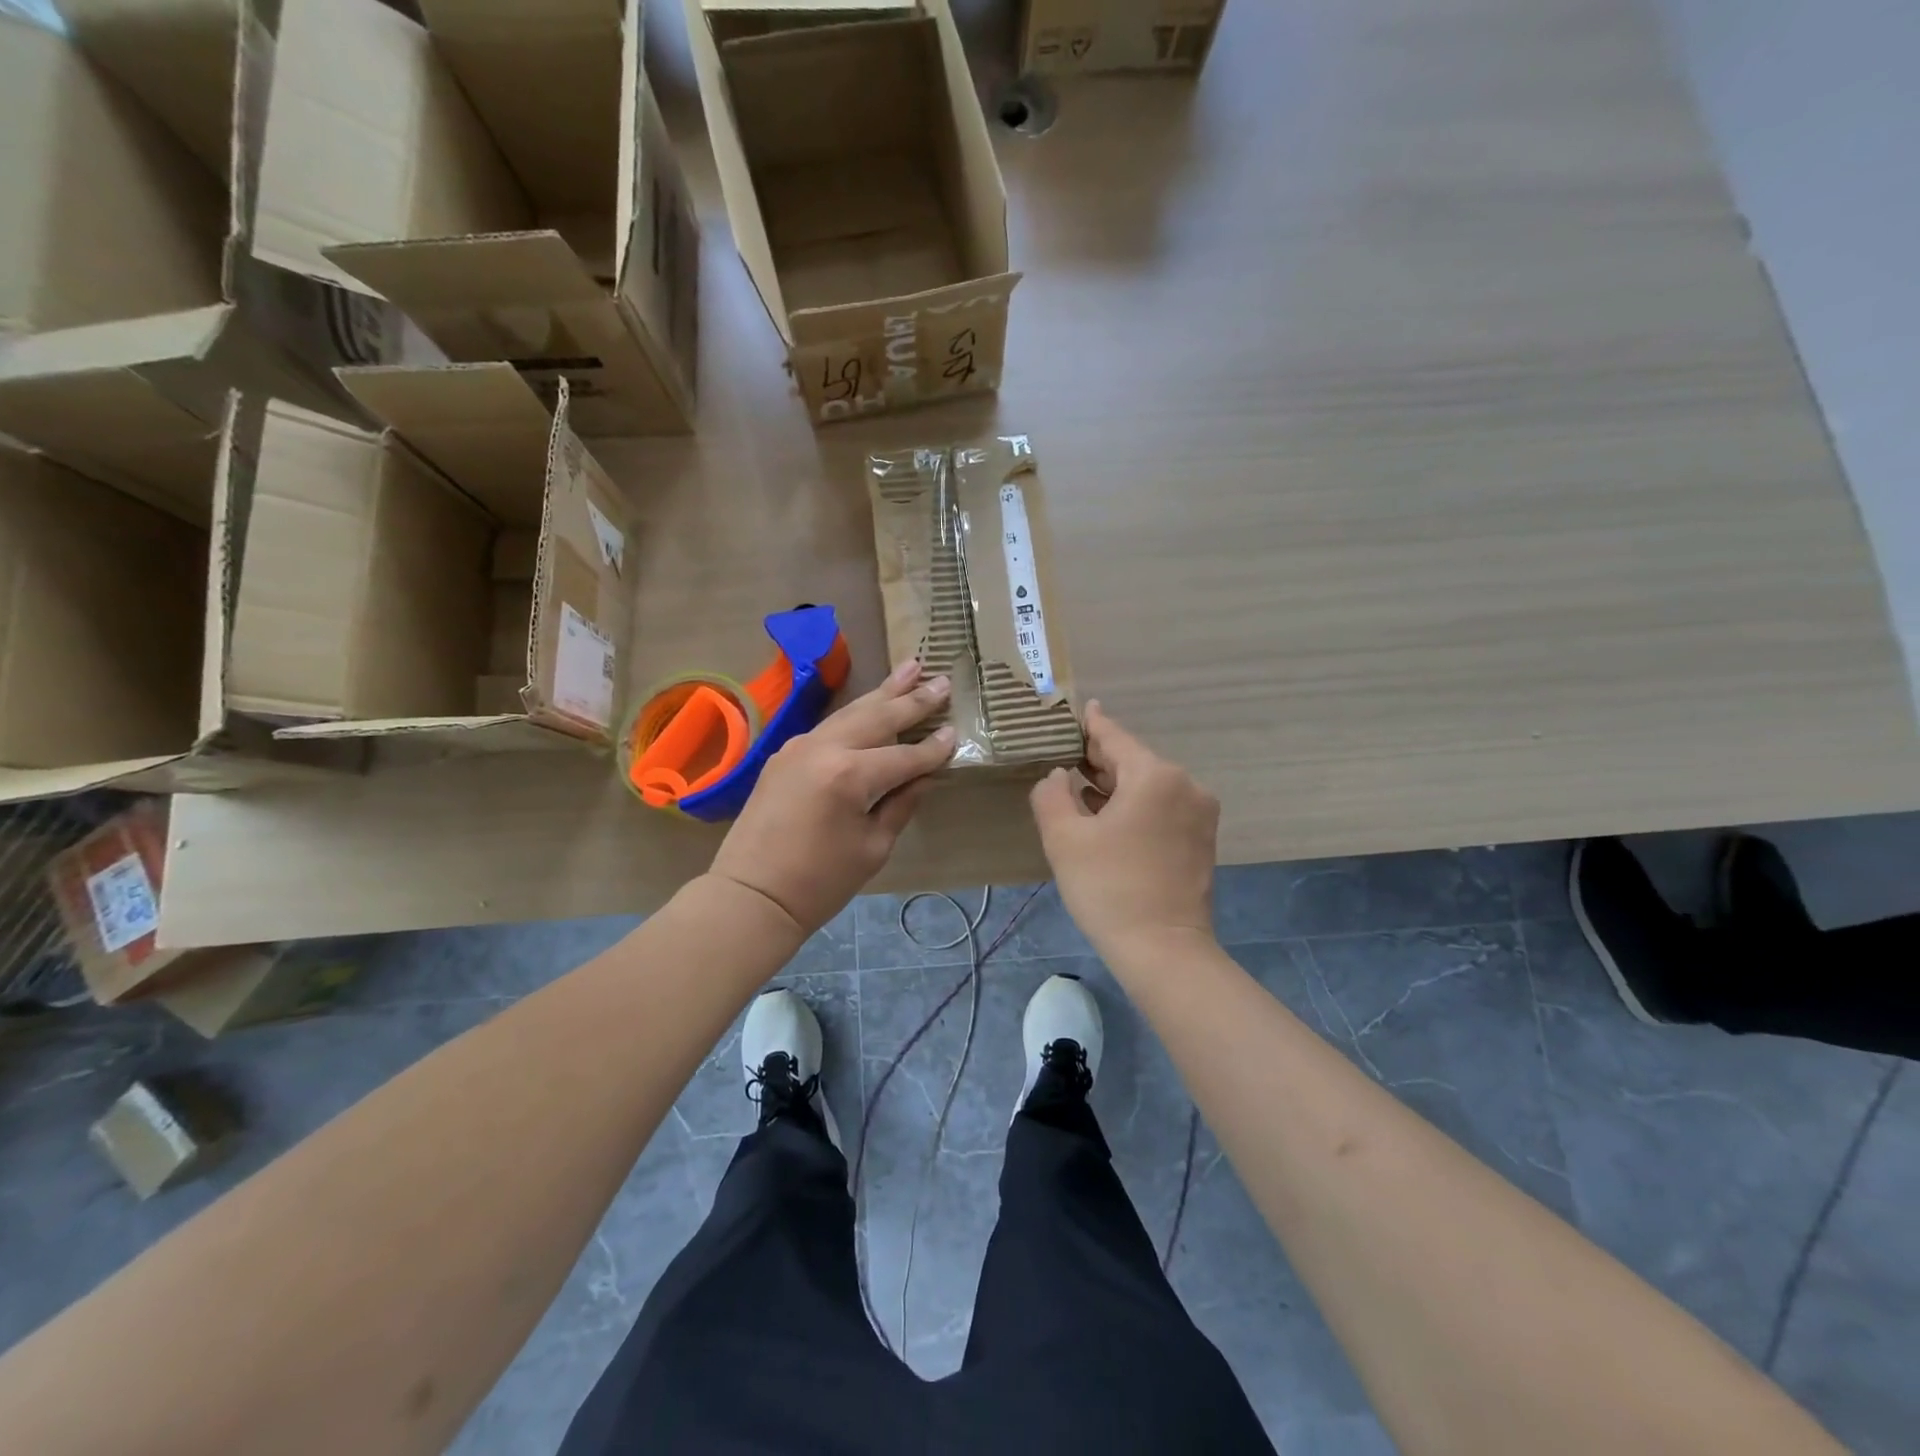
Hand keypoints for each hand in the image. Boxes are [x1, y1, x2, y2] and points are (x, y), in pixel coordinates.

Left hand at [709, 660, 954, 935]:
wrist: (751, 895)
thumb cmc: (819, 882)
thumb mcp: (873, 848)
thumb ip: (901, 804)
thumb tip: (923, 776)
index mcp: (850, 775)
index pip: (905, 756)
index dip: (933, 748)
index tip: (955, 732)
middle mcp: (824, 749)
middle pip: (878, 717)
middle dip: (913, 699)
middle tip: (942, 680)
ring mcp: (800, 746)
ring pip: (851, 712)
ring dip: (883, 692)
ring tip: (910, 668)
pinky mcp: (785, 754)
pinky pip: (830, 726)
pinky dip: (856, 713)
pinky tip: (871, 704)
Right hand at [1030, 701, 1218, 959]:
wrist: (1163, 949)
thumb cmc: (1109, 887)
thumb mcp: (1064, 838)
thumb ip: (1052, 795)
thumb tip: (1059, 776)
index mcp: (1155, 776)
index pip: (1115, 738)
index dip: (1092, 724)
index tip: (1080, 708)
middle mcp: (1185, 785)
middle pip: (1134, 761)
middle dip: (1100, 759)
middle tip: (1067, 754)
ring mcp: (1199, 813)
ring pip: (1149, 786)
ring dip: (1116, 785)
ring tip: (1080, 785)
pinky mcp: (1201, 839)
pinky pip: (1162, 807)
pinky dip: (1135, 806)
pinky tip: (1107, 815)